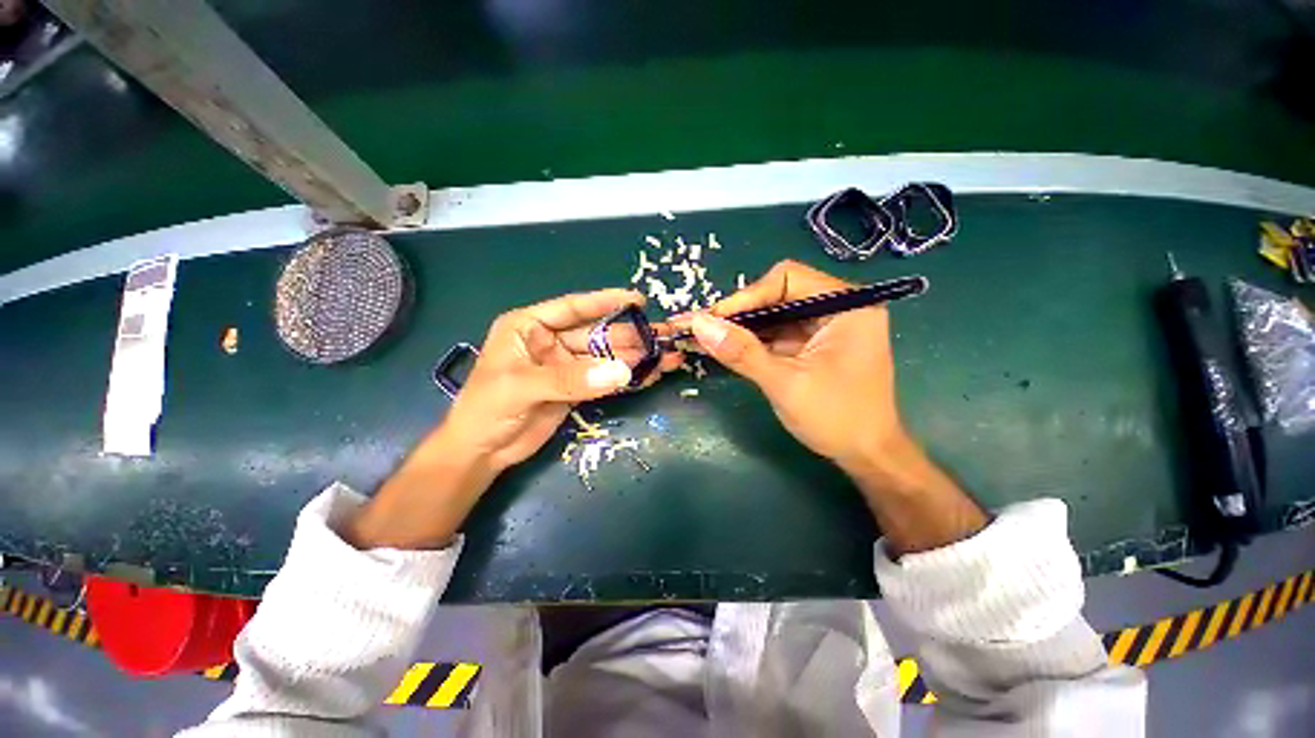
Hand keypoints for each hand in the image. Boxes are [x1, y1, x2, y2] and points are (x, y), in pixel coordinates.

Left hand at [346, 289, 680, 549]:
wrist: (481, 451)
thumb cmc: (486, 409)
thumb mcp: (523, 387)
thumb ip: (571, 379)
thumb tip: (623, 371)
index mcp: (530, 326)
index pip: (573, 308)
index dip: (606, 302)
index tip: (638, 301)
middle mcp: (550, 341)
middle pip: (597, 334)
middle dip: (629, 337)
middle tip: (662, 338)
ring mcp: (565, 365)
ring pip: (604, 357)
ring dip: (634, 358)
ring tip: (665, 357)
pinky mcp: (575, 388)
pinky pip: (604, 378)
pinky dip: (625, 378)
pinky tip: (649, 376)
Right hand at [688, 260, 985, 553]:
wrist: (866, 455)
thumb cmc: (837, 419)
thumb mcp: (785, 384)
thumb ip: (742, 352)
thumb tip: (699, 325)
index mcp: (847, 306)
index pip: (786, 279)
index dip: (746, 296)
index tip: (714, 320)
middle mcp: (838, 307)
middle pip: (777, 293)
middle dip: (740, 312)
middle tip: (704, 328)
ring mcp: (825, 326)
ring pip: (773, 313)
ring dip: (740, 326)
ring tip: (706, 336)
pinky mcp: (813, 344)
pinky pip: (776, 332)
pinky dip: (750, 340)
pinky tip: (725, 347)